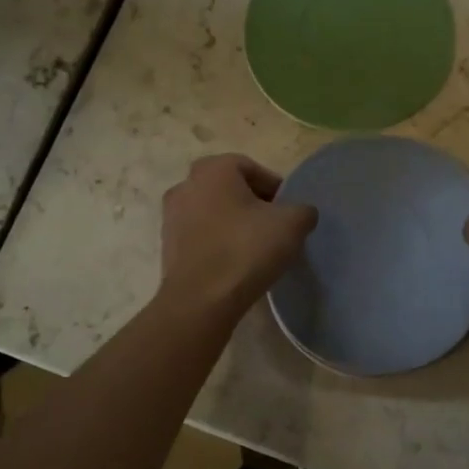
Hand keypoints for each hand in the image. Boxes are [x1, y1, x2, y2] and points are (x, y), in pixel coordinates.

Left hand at [157, 155, 316, 322]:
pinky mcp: (166, 246)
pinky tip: (234, 263)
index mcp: (213, 169)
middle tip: (273, 227)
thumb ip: (303, 210)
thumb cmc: (246, 249)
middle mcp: (186, 185)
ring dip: (233, 223)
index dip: (274, 188)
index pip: (251, 168)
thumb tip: (300, 213)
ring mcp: (171, 216)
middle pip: (229, 188)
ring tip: (255, 248)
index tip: (287, 212)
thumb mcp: (292, 224)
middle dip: (252, 204)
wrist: (201, 301)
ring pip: (212, 212)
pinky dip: (217, 242)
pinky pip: (200, 235)